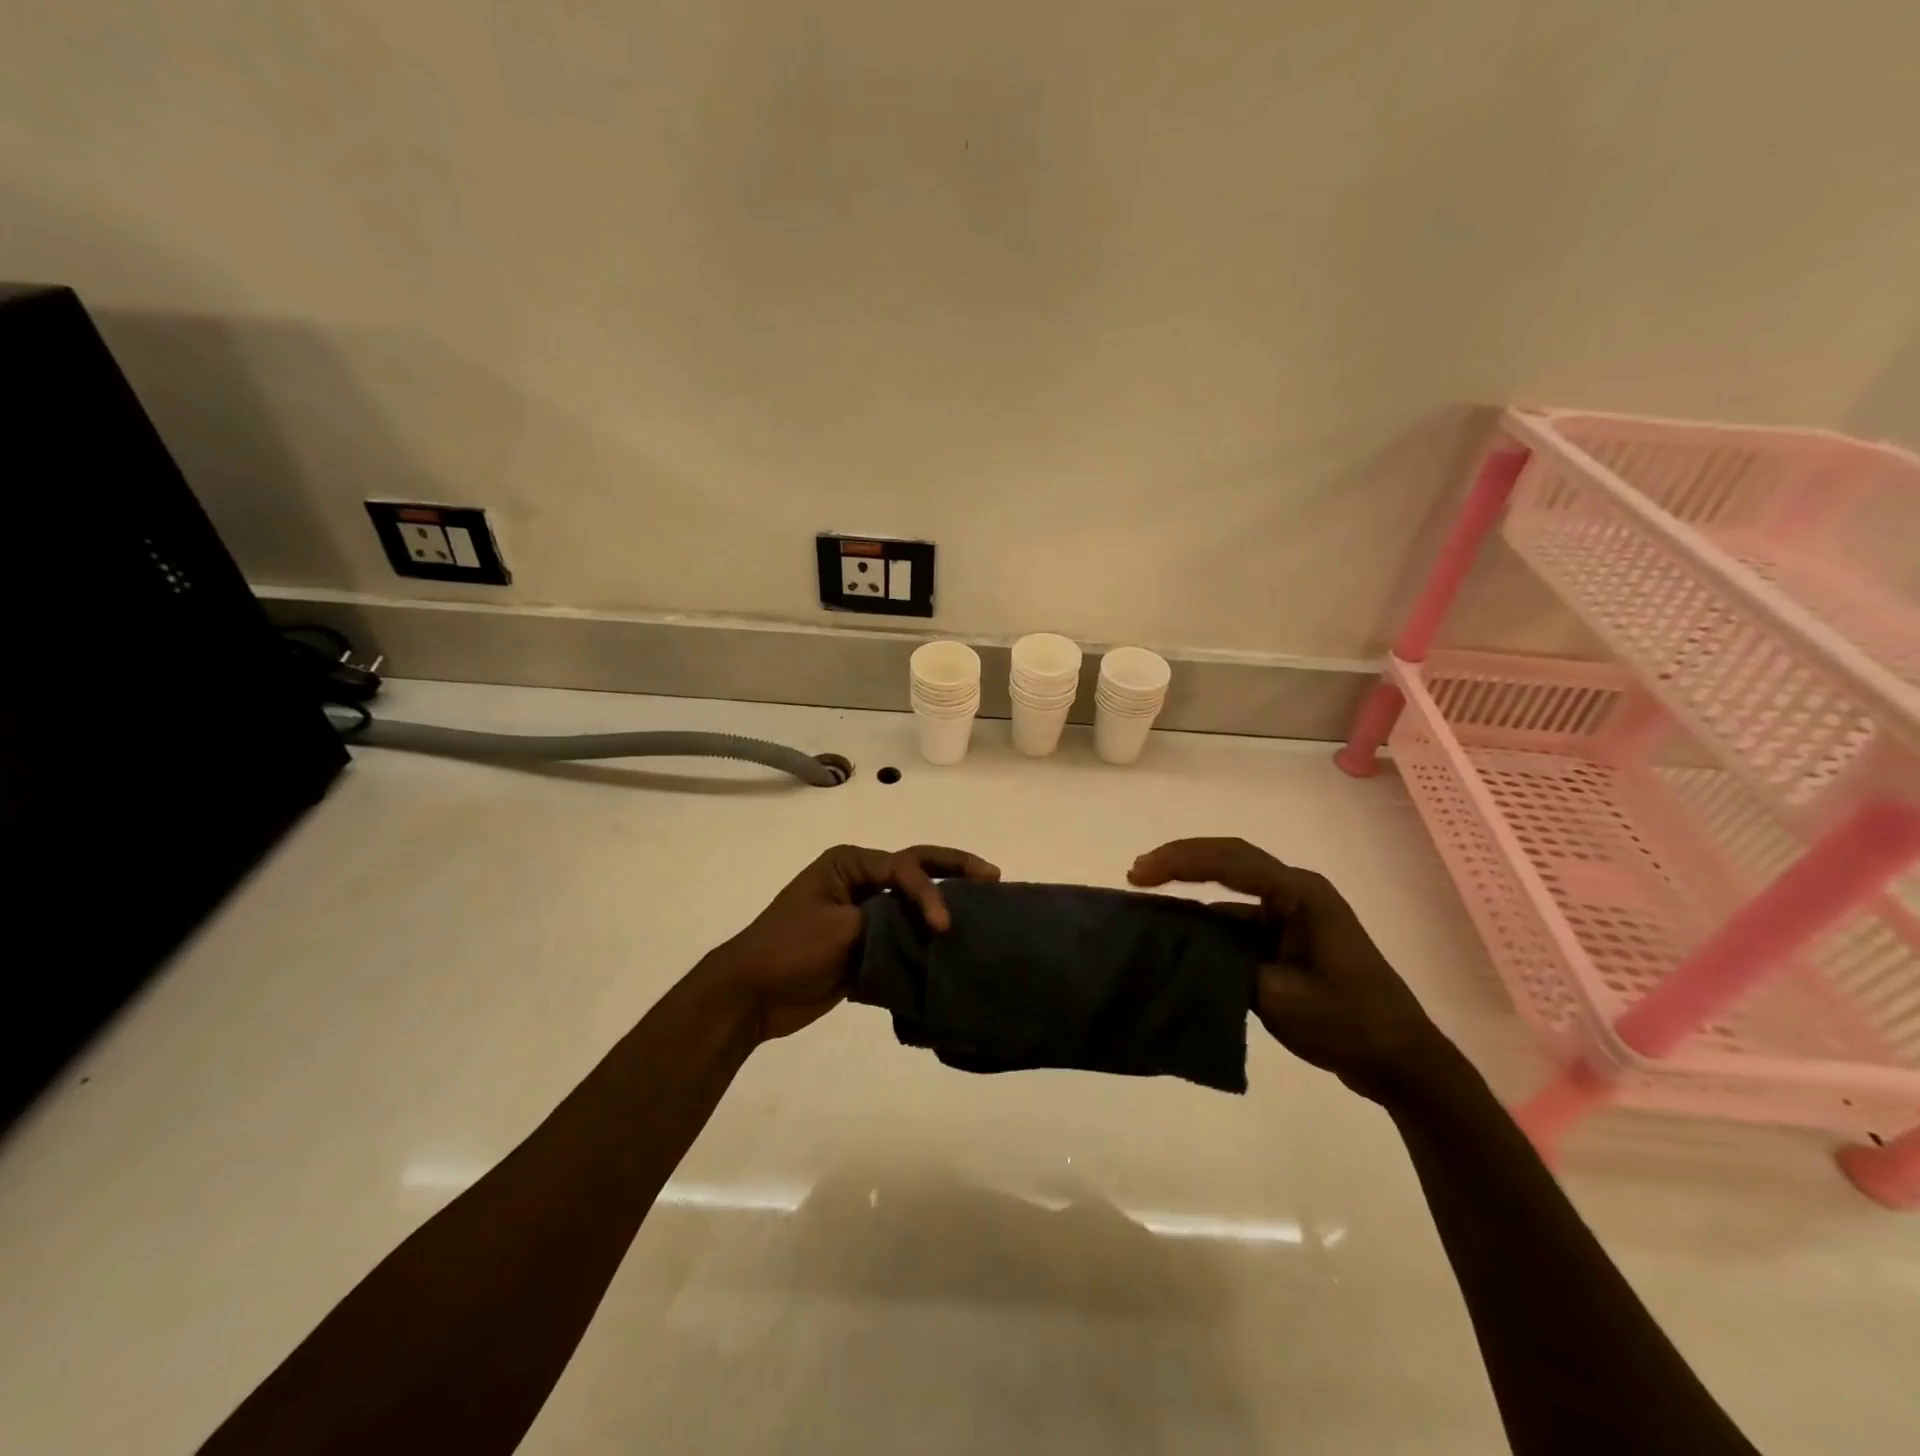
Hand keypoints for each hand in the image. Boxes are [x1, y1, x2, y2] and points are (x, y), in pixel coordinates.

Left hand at [701, 843, 999, 1042]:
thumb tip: (926, 931)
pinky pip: (904, 936)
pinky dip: (926, 940)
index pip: (904, 867)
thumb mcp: (839, 928)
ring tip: (984, 911)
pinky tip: (954, 948)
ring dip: (943, 906)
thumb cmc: (789, 949)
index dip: (929, 892)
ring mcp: (863, 913)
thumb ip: (885, 922)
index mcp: (850, 864)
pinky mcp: (865, 945)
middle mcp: (860, 881)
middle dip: (953, 870)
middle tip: (992, 876)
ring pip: (913, 903)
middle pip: (915, 869)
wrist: (752, 995)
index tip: (943, 925)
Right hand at [1128, 837, 1453, 1103]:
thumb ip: (1225, 965)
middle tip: (1135, 874)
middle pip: (1229, 863)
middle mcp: (1295, 894)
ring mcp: (1292, 917)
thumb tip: (1181, 947)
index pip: (1230, 861)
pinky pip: (1238, 923)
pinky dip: (1207, 927)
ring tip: (1146, 906)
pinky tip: (1178, 939)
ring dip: (1191, 895)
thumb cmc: (1349, 1023)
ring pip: (1230, 894)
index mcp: (1301, 894)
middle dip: (1181, 863)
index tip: (1139, 874)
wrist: (1402, 1064)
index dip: (1180, 861)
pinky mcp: (1287, 941)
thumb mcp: (1278, 995)